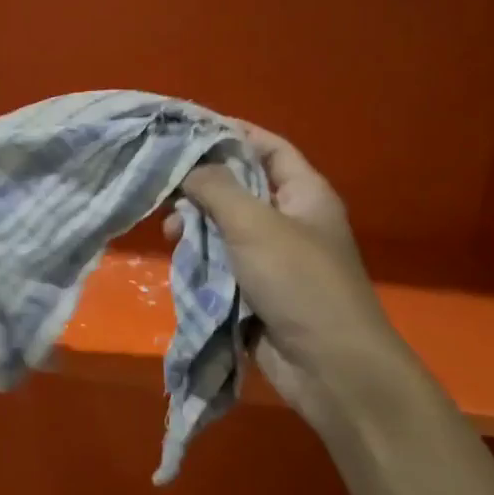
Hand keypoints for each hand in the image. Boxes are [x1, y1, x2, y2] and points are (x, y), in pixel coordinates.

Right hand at [173, 123, 419, 424]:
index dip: (231, 132)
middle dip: (201, 183)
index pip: (266, 146)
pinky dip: (199, 255)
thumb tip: (187, 165)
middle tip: (163, 184)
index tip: (185, 127)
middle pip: (239, 185)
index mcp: (304, 192)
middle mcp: (289, 218)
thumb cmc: (299, 282)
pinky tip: (178, 255)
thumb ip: (217, 187)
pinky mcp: (256, 289)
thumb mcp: (255, 224)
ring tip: (169, 230)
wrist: (330, 367)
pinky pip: (221, 261)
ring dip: (195, 223)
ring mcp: (272, 256)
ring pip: (224, 226)